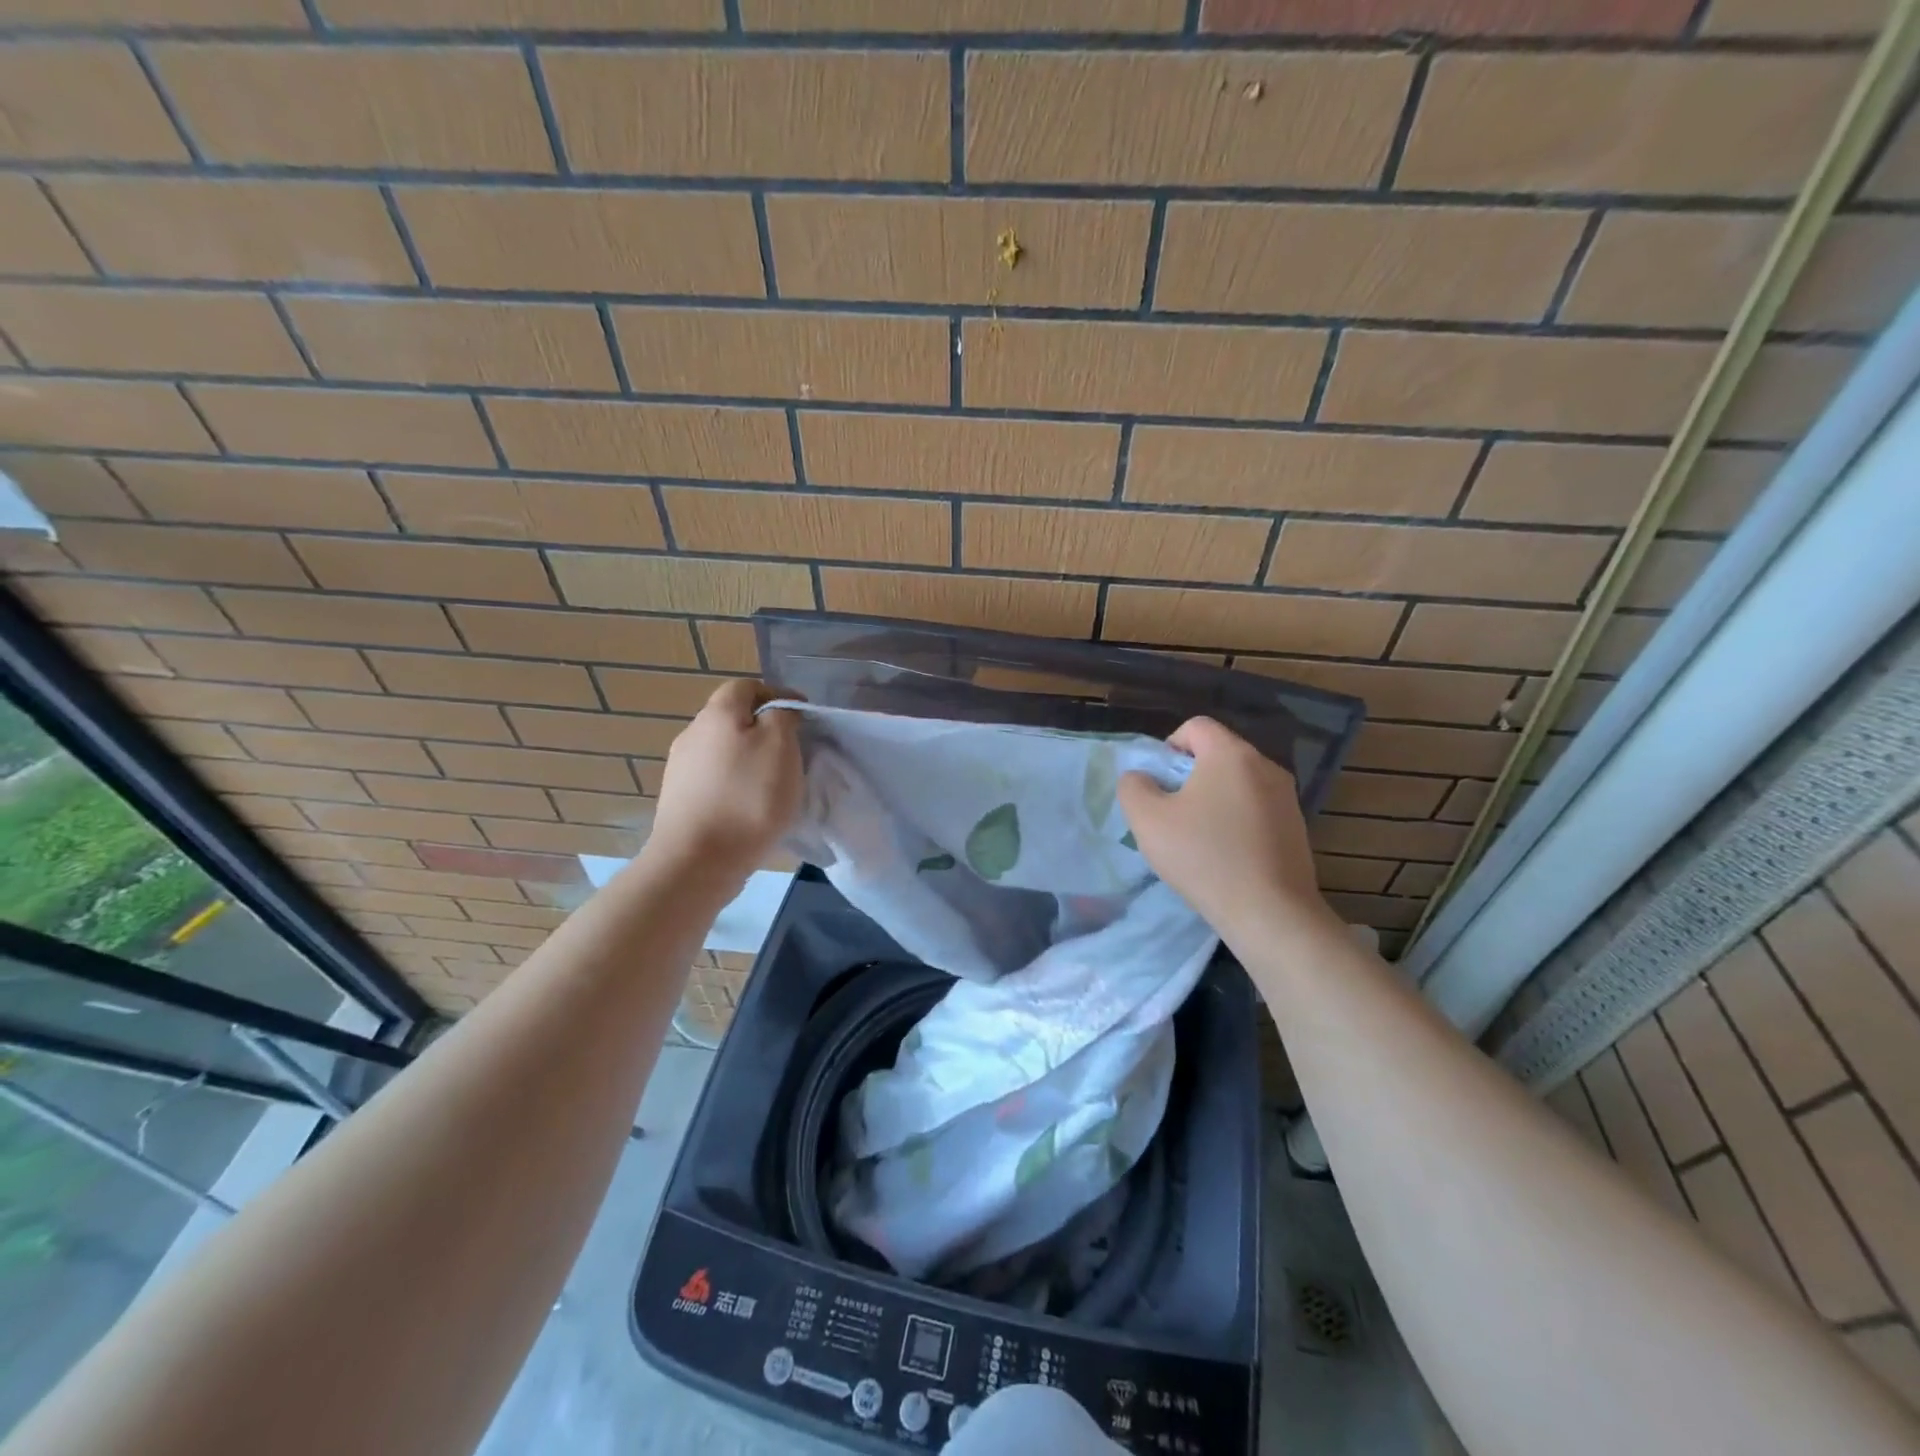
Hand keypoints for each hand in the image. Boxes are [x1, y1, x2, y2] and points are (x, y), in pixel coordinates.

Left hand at [647, 680, 802, 889]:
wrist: (697, 860)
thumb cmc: (748, 797)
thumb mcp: (780, 746)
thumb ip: (783, 717)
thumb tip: (778, 711)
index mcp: (717, 712)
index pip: (749, 686)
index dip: (779, 696)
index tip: (805, 719)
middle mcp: (692, 732)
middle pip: (734, 719)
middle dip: (765, 730)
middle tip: (793, 753)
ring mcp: (681, 768)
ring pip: (724, 751)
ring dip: (750, 760)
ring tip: (775, 785)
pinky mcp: (679, 800)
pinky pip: (715, 781)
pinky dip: (736, 786)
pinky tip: (750, 809)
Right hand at [1118, 717, 1332, 942]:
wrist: (1270, 912)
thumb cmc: (1203, 857)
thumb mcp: (1148, 821)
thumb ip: (1134, 787)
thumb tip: (1141, 778)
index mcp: (1231, 754)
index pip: (1195, 726)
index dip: (1169, 747)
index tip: (1160, 785)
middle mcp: (1265, 765)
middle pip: (1218, 754)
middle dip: (1190, 776)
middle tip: (1173, 813)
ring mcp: (1287, 797)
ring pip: (1238, 783)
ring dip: (1214, 799)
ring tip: (1199, 838)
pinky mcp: (1297, 826)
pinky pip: (1257, 808)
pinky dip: (1237, 820)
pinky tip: (1227, 855)